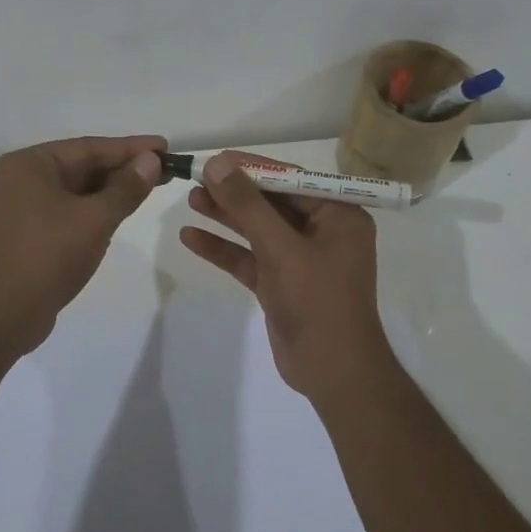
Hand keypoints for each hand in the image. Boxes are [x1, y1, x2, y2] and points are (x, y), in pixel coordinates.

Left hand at [0, 134, 166, 354]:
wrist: (2, 315)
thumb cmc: (48, 256)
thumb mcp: (95, 219)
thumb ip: (126, 188)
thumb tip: (151, 161)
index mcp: (30, 164)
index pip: (90, 148)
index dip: (131, 148)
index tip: (164, 147)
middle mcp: (22, 178)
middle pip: (82, 166)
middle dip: (123, 169)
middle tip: (165, 169)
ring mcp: (22, 207)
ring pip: (77, 190)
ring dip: (111, 190)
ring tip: (150, 188)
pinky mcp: (28, 233)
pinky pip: (68, 210)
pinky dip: (94, 209)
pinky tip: (120, 212)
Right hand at [178, 151, 389, 399]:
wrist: (333, 372)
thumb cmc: (318, 301)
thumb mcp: (281, 248)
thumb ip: (248, 205)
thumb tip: (219, 165)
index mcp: (338, 216)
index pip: (291, 180)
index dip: (252, 167)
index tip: (217, 159)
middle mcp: (323, 232)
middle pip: (272, 203)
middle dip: (235, 193)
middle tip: (197, 179)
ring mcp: (301, 260)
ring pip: (258, 230)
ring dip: (226, 217)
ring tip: (191, 200)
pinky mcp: (282, 284)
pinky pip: (250, 258)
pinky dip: (224, 249)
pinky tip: (191, 237)